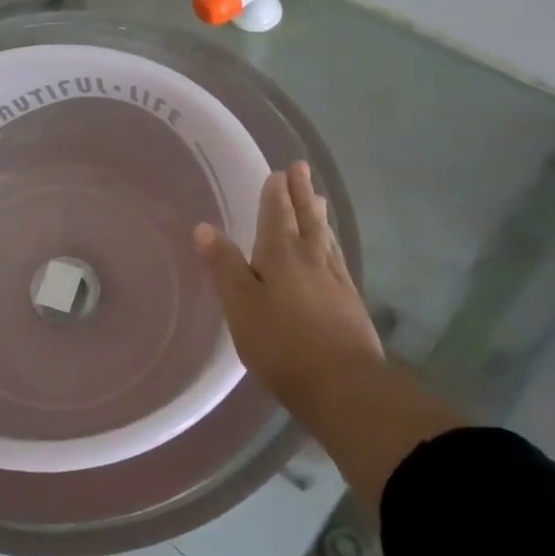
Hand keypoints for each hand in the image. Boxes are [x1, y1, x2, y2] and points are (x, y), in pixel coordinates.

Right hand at [192, 163, 381, 407]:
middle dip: (301, 194)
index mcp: (282, 254)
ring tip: (318, 199)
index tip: (279, 171)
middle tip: (302, 168)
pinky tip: (331, 251)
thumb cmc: (282, 343)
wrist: (344, 387)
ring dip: (318, 216)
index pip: (277, 214)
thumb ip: (224, 265)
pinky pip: (337, 260)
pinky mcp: (350, 304)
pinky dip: (331, 246)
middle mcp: (311, 259)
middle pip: (306, 219)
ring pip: (325, 238)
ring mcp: (336, 281)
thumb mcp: (240, 304)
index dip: (276, 193)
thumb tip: (204, 227)